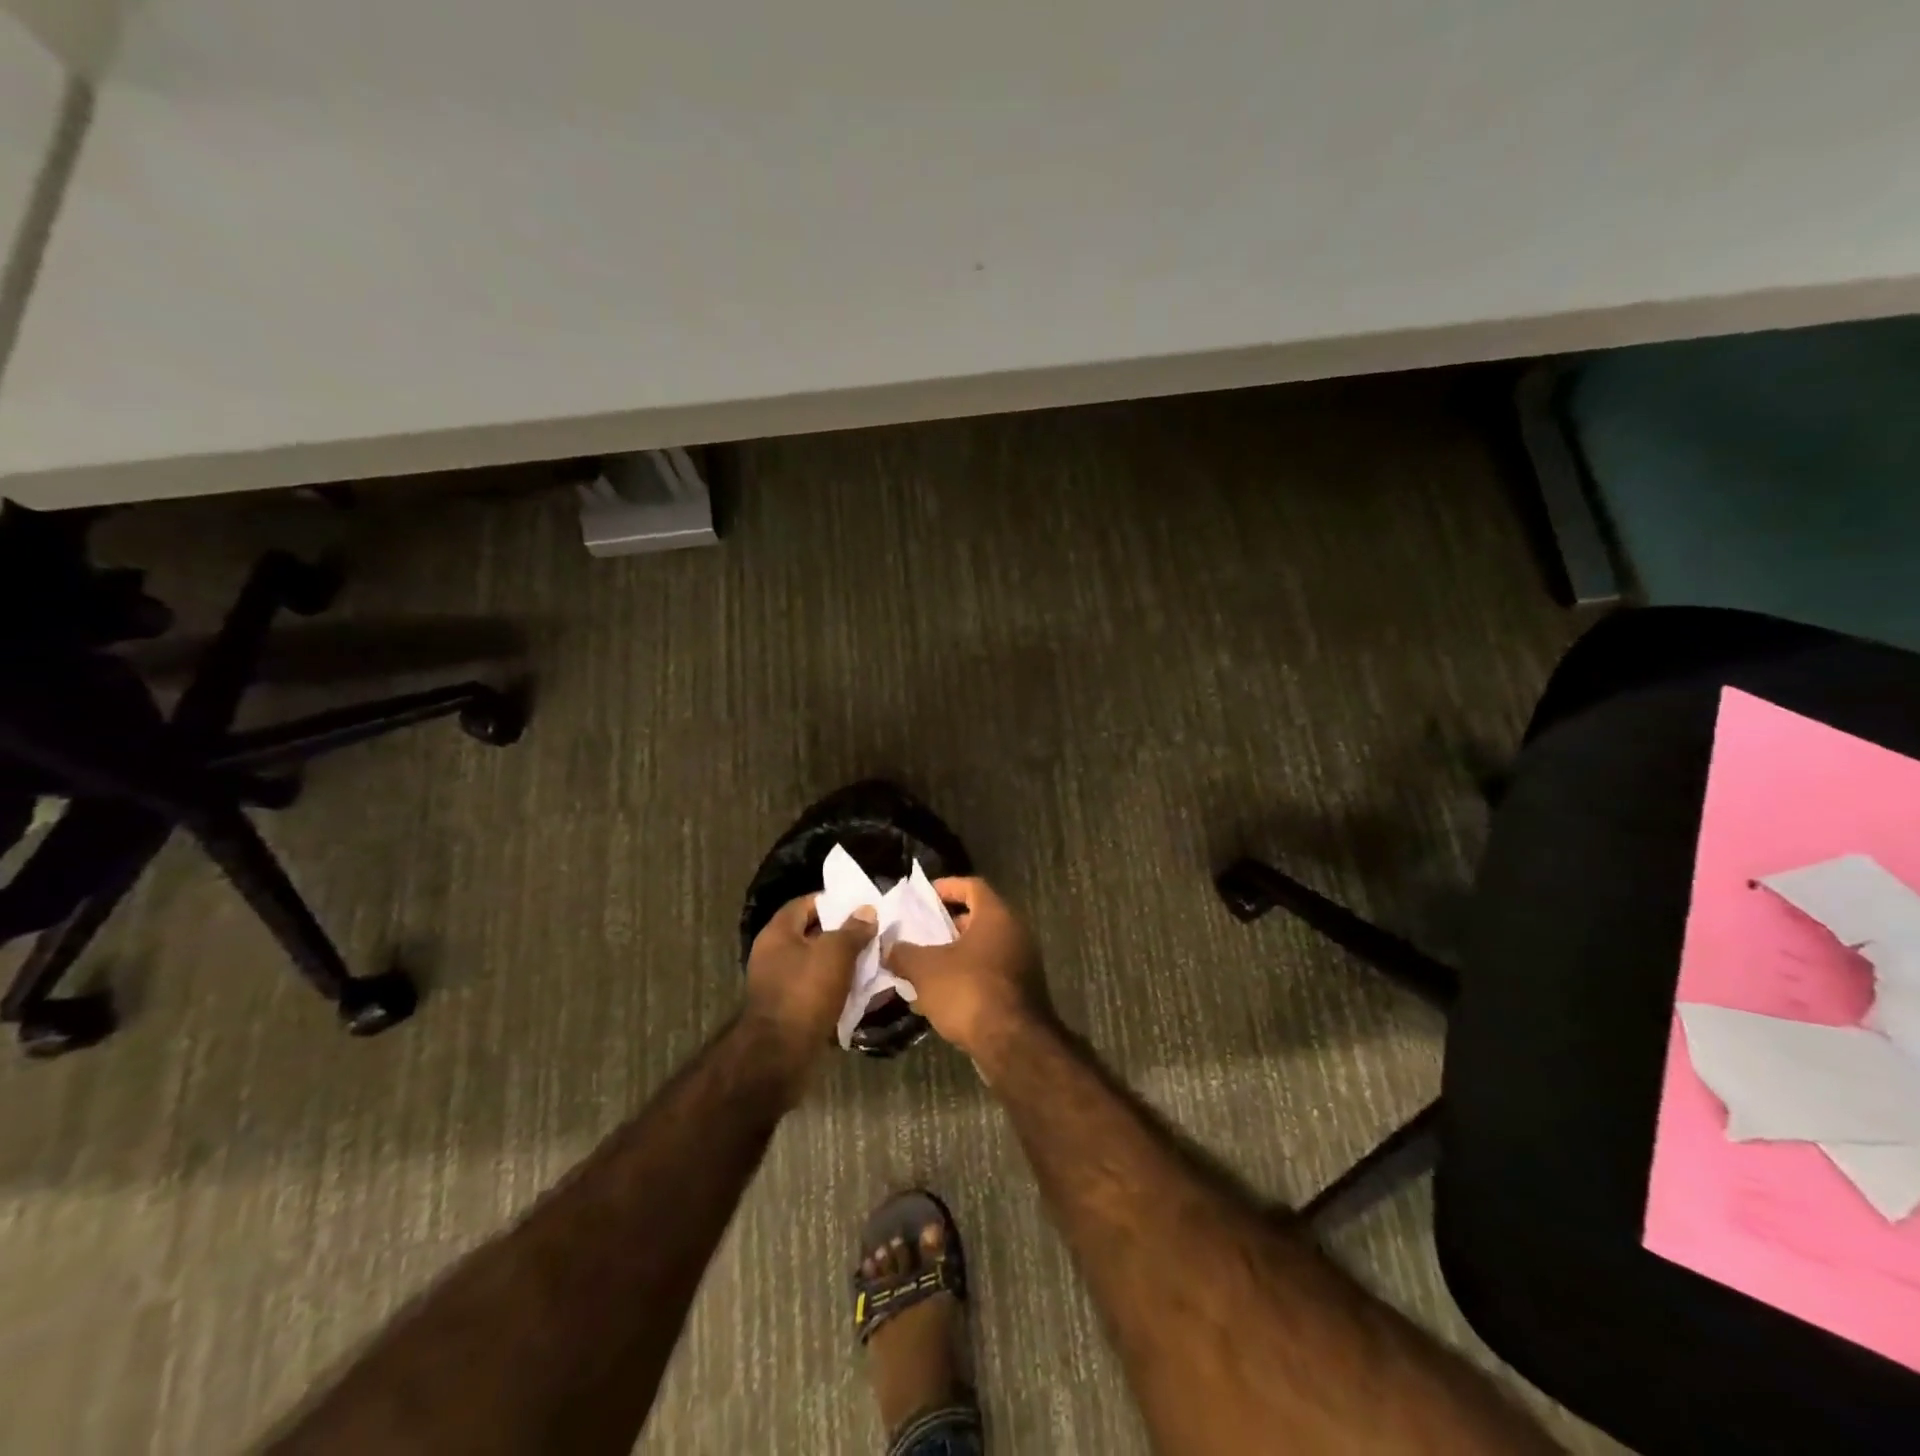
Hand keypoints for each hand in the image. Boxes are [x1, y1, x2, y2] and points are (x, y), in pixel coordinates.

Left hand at [744, 895, 876, 1078]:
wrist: (779, 1055)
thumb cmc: (805, 992)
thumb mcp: (835, 953)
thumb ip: (853, 930)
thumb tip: (866, 910)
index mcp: (778, 933)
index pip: (805, 904)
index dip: (832, 901)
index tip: (860, 905)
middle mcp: (773, 954)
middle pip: (811, 934)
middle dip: (842, 933)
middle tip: (871, 933)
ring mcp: (779, 984)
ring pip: (816, 963)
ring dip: (841, 962)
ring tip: (871, 960)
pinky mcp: (789, 1010)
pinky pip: (816, 989)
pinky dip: (836, 987)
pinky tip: (859, 989)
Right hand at [885, 877, 1050, 1060]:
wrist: (1012, 1043)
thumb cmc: (968, 991)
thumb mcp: (925, 969)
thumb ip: (903, 953)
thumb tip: (889, 947)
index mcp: (996, 916)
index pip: (973, 886)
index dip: (947, 886)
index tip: (924, 896)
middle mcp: (1015, 933)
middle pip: (978, 918)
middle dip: (947, 925)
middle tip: (920, 932)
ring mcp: (1022, 963)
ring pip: (983, 949)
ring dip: (955, 954)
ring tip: (924, 965)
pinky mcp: (1022, 992)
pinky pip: (989, 973)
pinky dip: (966, 976)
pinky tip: (941, 995)